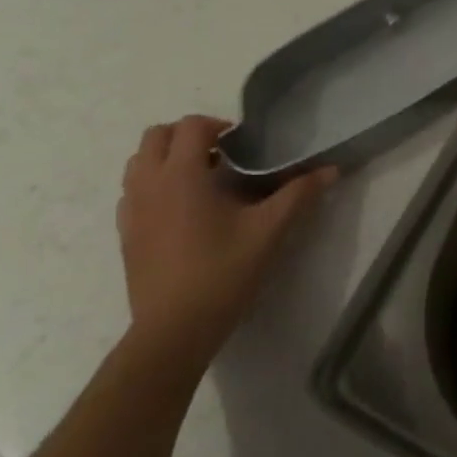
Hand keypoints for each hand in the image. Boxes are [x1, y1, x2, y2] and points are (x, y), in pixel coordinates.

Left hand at [115, 114, 335, 370]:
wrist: (174, 330)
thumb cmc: (222, 272)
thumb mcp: (269, 231)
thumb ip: (299, 194)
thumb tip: (331, 169)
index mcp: (181, 174)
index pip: (191, 125)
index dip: (218, 126)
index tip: (244, 146)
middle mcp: (149, 183)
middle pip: (157, 136)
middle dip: (188, 136)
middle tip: (222, 156)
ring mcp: (131, 210)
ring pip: (139, 162)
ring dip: (167, 158)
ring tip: (201, 179)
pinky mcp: (125, 234)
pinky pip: (133, 191)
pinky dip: (154, 185)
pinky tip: (182, 210)